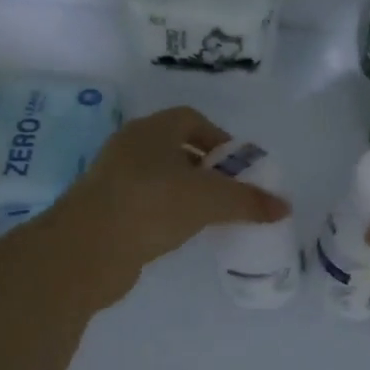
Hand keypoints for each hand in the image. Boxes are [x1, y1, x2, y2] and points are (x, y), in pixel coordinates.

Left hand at [46, 107, 289, 306]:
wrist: (86, 250)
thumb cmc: (151, 205)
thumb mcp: (210, 200)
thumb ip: (249, 201)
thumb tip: (284, 206)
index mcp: (152, 130)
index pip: (192, 119)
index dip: (220, 138)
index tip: (239, 165)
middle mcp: (130, 147)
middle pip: (177, 148)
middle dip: (206, 168)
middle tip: (230, 192)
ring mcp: (113, 179)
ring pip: (160, 178)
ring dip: (186, 192)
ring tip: (211, 216)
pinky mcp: (105, 211)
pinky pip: (146, 203)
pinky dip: (167, 213)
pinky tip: (181, 234)